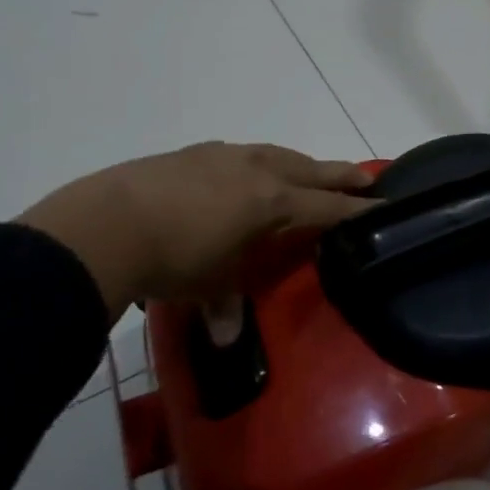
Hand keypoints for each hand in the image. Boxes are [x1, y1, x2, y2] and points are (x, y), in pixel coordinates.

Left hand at [18, 143, 374, 320]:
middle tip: (366, 177)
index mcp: (273, 201)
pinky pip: (244, 154)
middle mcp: (258, 170)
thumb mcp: (208, 286)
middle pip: (312, 170)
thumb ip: (227, 306)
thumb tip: (229, 337)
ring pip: (279, 155)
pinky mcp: (195, 152)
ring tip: (309, 172)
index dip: (356, 210)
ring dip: (301, 164)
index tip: (382, 206)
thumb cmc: (173, 258)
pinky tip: (248, 171)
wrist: (107, 223)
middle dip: (342, 175)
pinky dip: (261, 162)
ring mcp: (226, 156)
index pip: (327, 206)